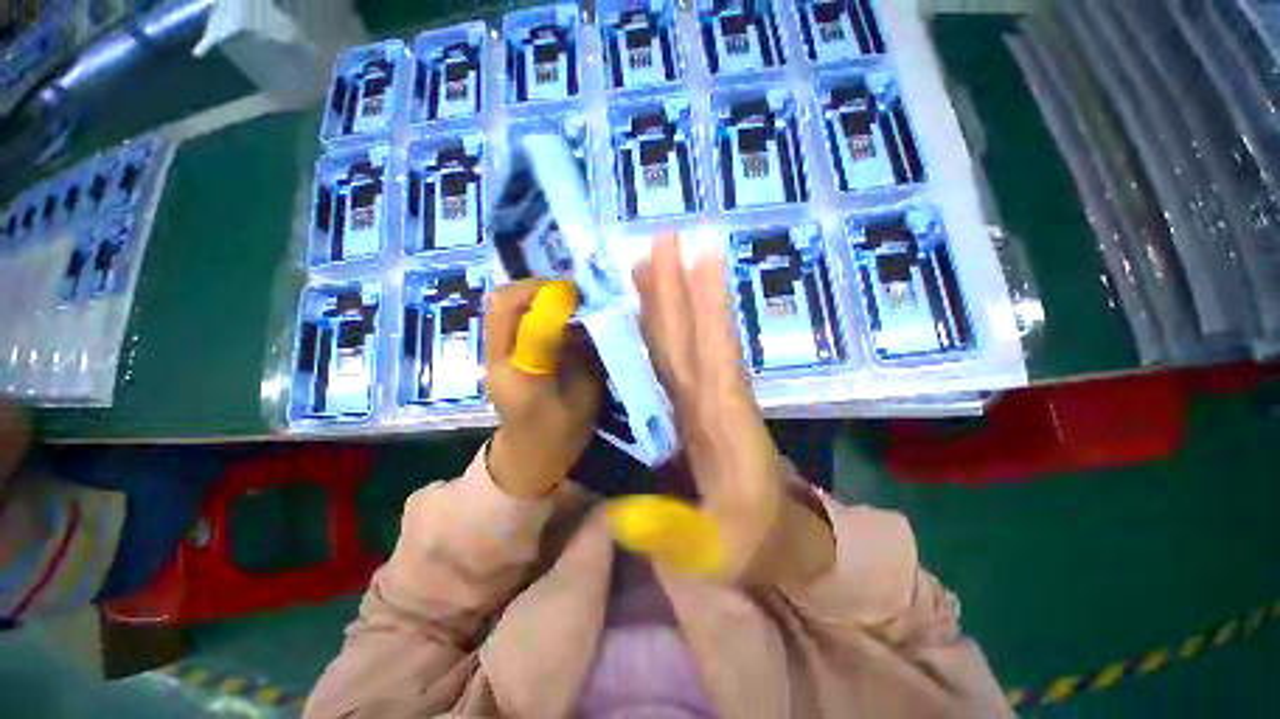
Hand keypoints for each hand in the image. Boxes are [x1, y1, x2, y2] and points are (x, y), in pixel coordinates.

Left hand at [485, 280, 602, 498]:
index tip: (576, 294)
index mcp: (515, 370)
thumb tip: (589, 317)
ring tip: (568, 303)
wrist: (529, 457)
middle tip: (573, 295)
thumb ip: (584, 356)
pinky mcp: (502, 353)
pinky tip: (559, 318)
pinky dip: (535, 307)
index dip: (545, 295)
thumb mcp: (584, 396)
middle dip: (538, 288)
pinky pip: (513, 317)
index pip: (514, 314)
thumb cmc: (560, 433)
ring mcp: (495, 353)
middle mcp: (498, 355)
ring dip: (536, 296)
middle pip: (501, 300)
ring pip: (504, 305)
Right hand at [633, 236, 834, 585]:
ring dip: (670, 300)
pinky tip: (650, 312)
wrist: (778, 539)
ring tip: (648, 261)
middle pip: (695, 335)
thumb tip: (622, 512)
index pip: (715, 355)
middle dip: (680, 287)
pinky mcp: (695, 405)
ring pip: (685, 340)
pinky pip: (677, 359)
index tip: (700, 258)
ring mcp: (703, 399)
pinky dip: (666, 331)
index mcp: (726, 425)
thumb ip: (675, 535)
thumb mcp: (717, 553)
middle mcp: (715, 399)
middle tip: (663, 240)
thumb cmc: (755, 543)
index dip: (709, 307)